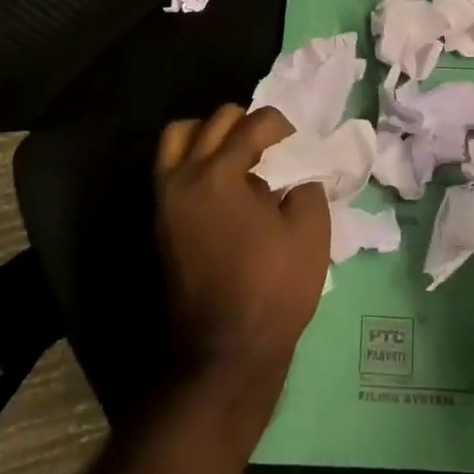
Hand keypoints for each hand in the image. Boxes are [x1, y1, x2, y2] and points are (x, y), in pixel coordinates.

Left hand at [155, 106, 329, 417]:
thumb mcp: (311, 232)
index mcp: (218, 175)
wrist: (226, 351)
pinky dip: (195, 159)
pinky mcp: (161, 222)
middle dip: (247, 123)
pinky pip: (172, 168)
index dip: (282, 126)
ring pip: (178, 138)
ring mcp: (166, 200)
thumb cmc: (273, 289)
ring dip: (210, 135)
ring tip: (239, 157)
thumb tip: (294, 174)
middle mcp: (183, 178)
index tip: (299, 145)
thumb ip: (306, 186)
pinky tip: (226, 185)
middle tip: (272, 148)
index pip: (252, 124)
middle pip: (212, 121)